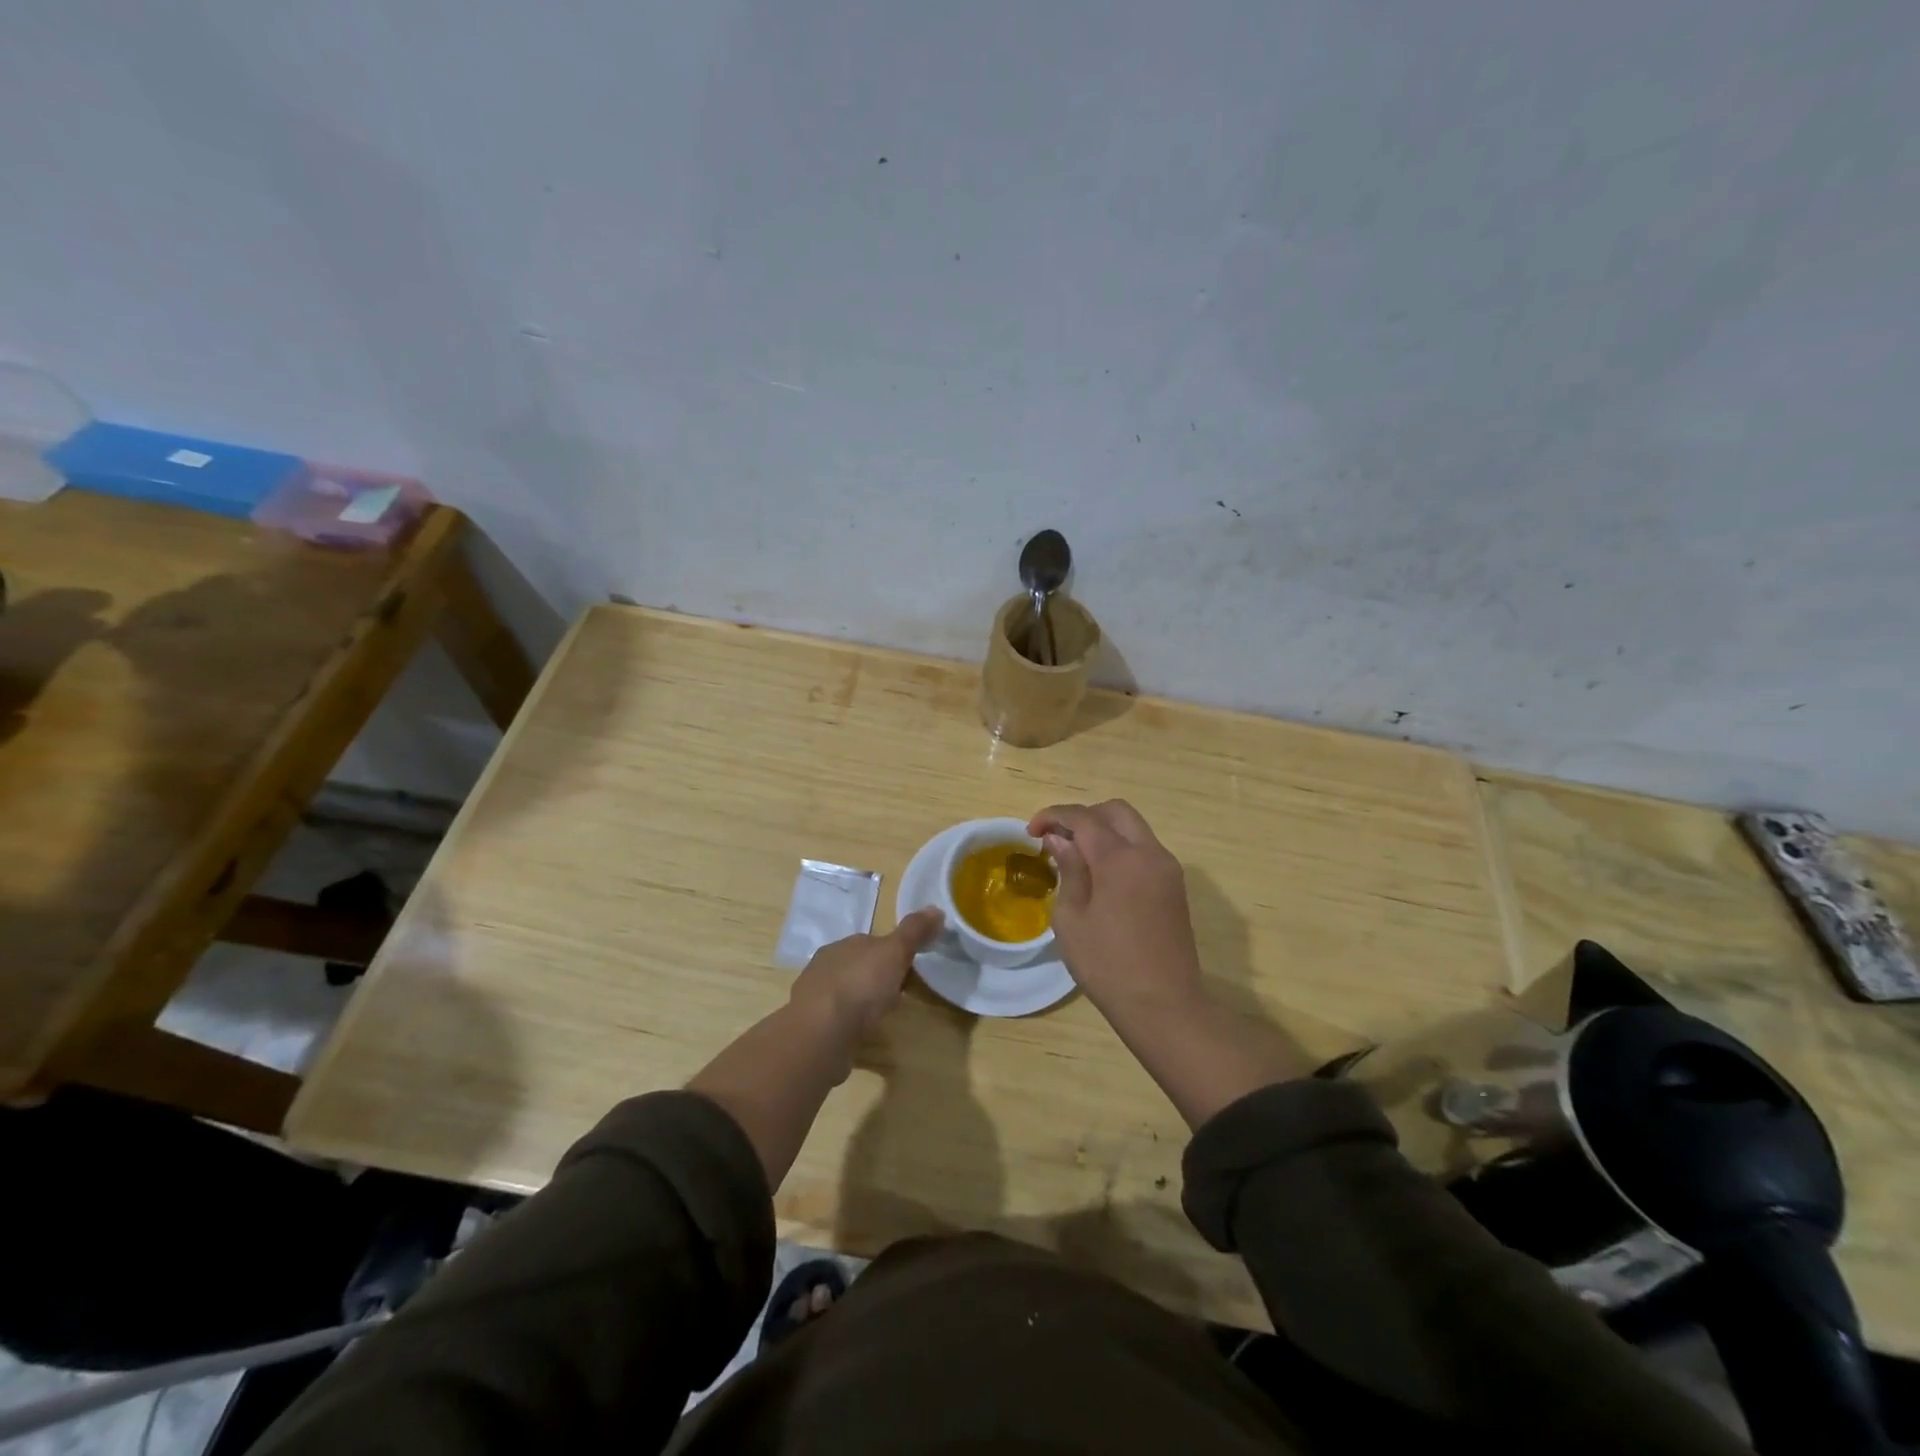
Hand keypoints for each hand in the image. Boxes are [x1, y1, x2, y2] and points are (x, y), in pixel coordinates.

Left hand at [789, 907, 944, 1036]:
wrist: (820, 1032)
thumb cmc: (860, 986)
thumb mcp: (894, 952)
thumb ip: (914, 932)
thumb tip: (936, 908)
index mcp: (844, 944)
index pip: (872, 942)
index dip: (892, 953)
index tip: (910, 967)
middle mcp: (826, 965)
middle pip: (858, 966)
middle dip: (876, 977)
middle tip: (898, 994)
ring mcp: (815, 996)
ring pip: (845, 992)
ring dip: (860, 1001)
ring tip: (880, 1016)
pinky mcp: (811, 1026)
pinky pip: (836, 1018)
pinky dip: (848, 1023)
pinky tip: (859, 1034)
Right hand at [1027, 800, 1203, 1017]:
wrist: (1163, 1004)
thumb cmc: (1107, 964)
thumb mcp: (1071, 918)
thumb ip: (1068, 869)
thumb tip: (1060, 839)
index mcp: (1120, 858)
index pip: (1083, 817)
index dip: (1053, 816)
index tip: (1031, 832)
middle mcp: (1149, 852)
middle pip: (1115, 811)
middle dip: (1083, 816)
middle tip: (1057, 839)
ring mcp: (1167, 868)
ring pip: (1133, 828)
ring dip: (1104, 831)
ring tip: (1076, 857)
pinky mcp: (1174, 886)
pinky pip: (1144, 850)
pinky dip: (1120, 848)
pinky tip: (1101, 876)